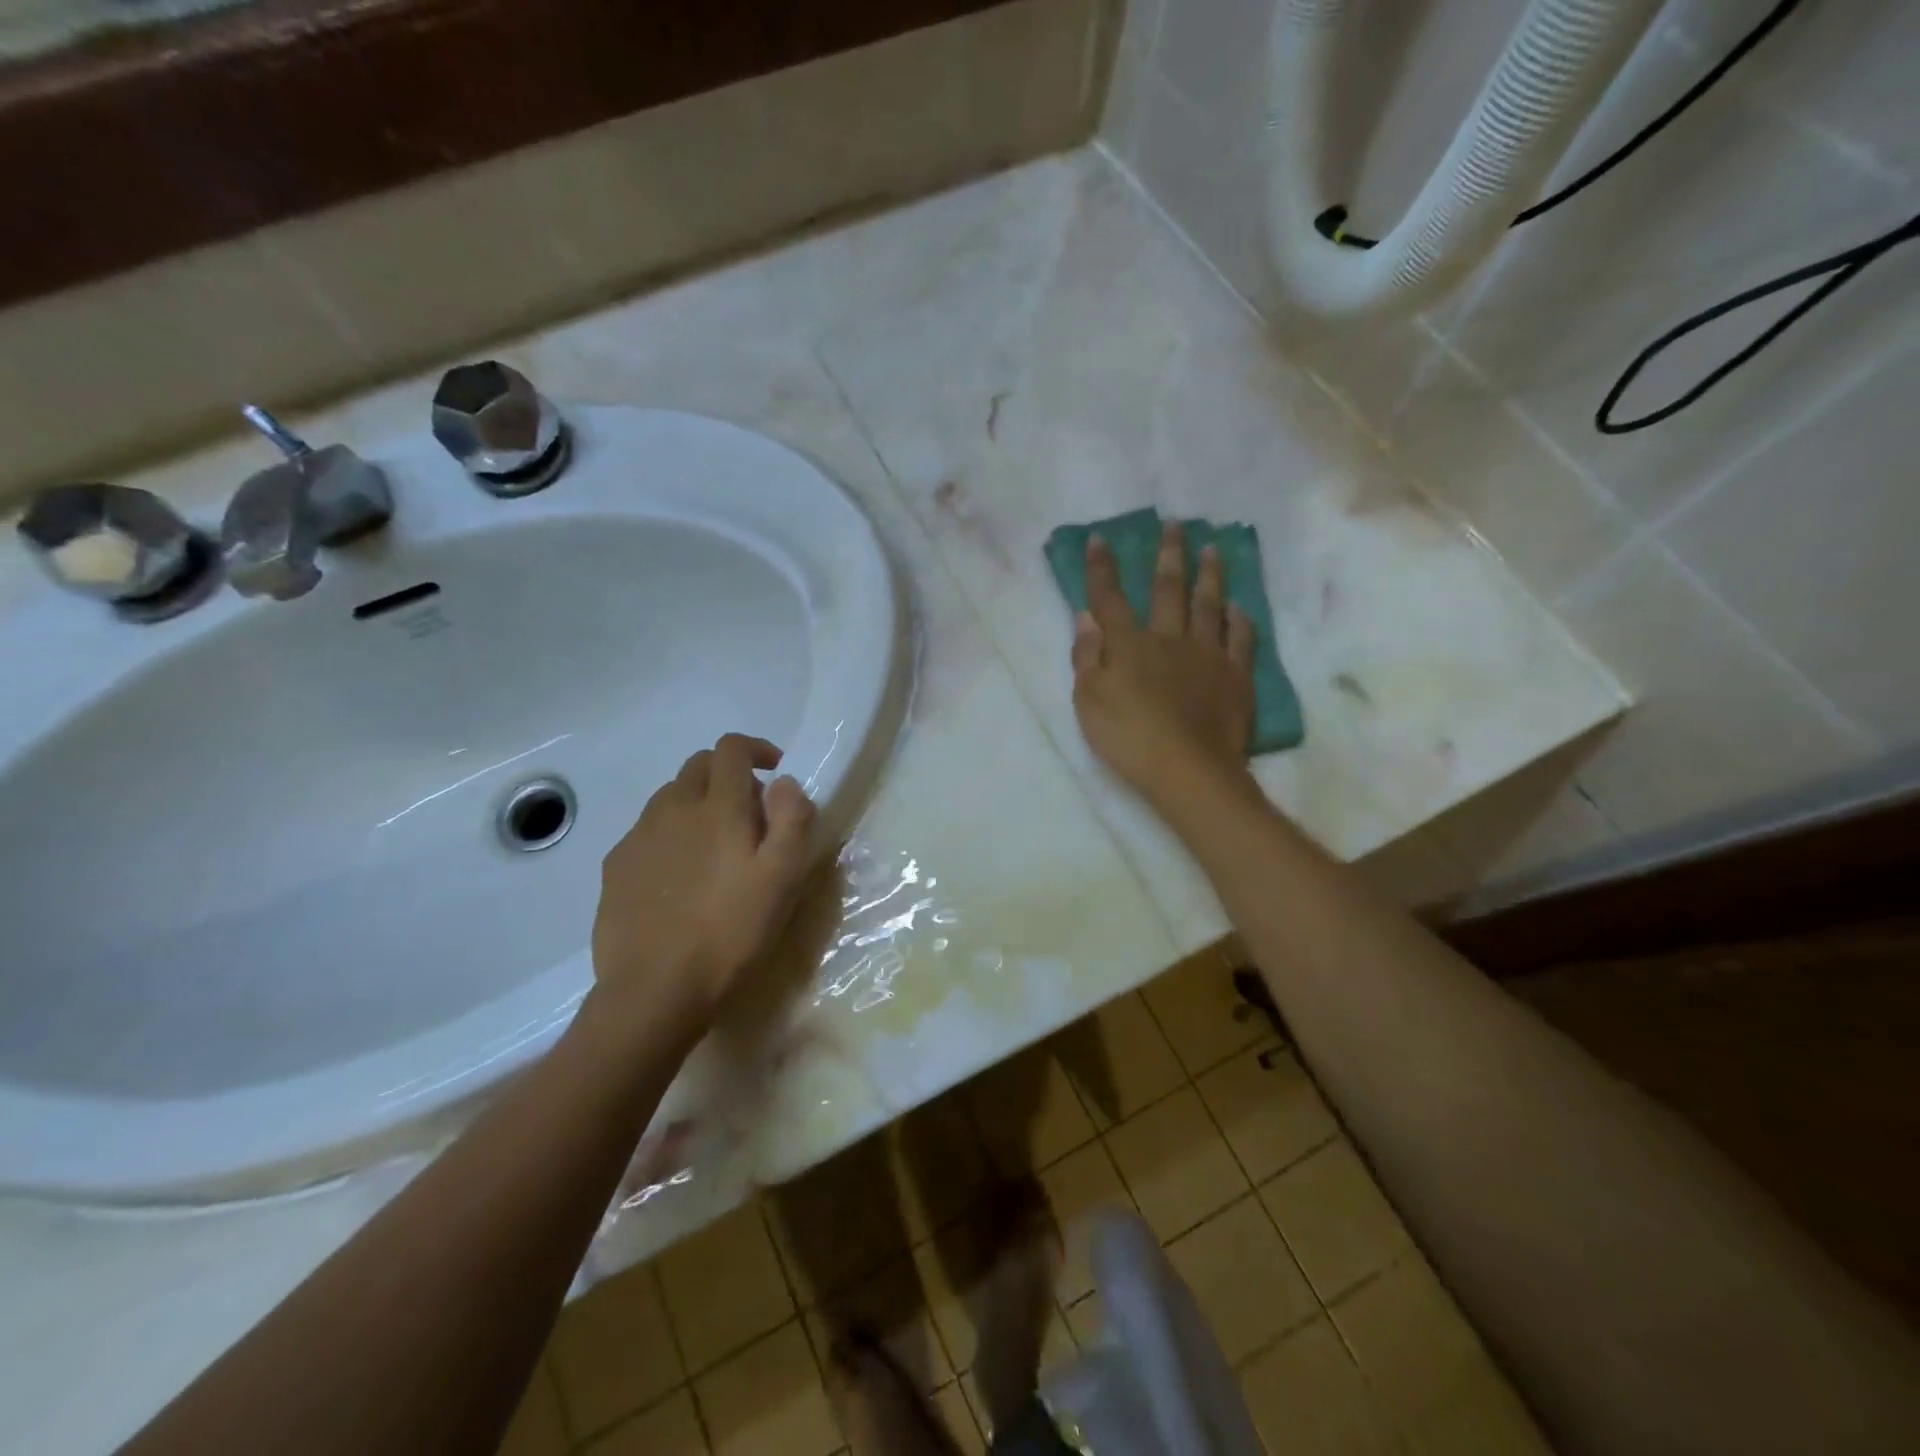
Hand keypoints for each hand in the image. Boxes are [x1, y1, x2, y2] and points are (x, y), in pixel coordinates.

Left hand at [590, 733, 816, 1031]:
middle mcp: (673, 809)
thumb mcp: (783, 879)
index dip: (756, 749)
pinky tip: (680, 876)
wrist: (654, 991)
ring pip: (670, 797)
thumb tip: (784, 782)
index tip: (775, 772)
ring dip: (697, 803)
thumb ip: (792, 820)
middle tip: (750, 813)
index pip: (731, 749)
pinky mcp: (615, 867)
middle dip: (728, 774)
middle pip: (698, 766)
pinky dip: (670, 834)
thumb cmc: (730, 933)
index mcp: (718, 807)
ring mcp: (638, 837)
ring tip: (715, 845)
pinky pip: (647, 831)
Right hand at [1071, 523, 1254, 809]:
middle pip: (1168, 590)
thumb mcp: (1089, 702)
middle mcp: (1169, 639)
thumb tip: (1086, 616)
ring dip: (1209, 575)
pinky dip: (1239, 621)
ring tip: (1212, 549)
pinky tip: (1238, 608)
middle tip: (1176, 524)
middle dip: (1168, 555)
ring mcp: (1207, 655)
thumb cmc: (1128, 738)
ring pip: (1209, 605)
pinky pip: (1240, 640)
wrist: (1188, 768)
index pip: (1110, 599)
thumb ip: (1087, 657)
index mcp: (1129, 646)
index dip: (1103, 569)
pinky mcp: (1236, 676)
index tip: (1102, 539)